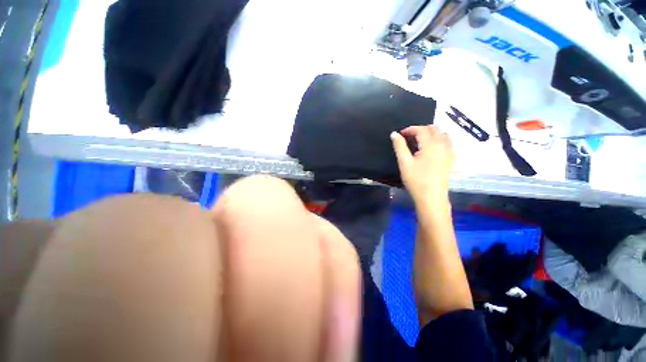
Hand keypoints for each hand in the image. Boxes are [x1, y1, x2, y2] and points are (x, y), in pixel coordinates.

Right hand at [391, 125, 454, 204]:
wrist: (431, 197)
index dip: (410, 129)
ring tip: (420, 142)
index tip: (400, 135)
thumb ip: (399, 146)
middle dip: (421, 130)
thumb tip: (394, 134)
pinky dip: (439, 140)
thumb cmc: (416, 180)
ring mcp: (450, 151)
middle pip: (434, 129)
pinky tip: (431, 149)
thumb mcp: (404, 162)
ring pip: (443, 134)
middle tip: (409, 138)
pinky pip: (448, 142)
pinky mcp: (452, 159)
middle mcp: (443, 144)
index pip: (421, 129)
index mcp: (431, 144)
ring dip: (431, 134)